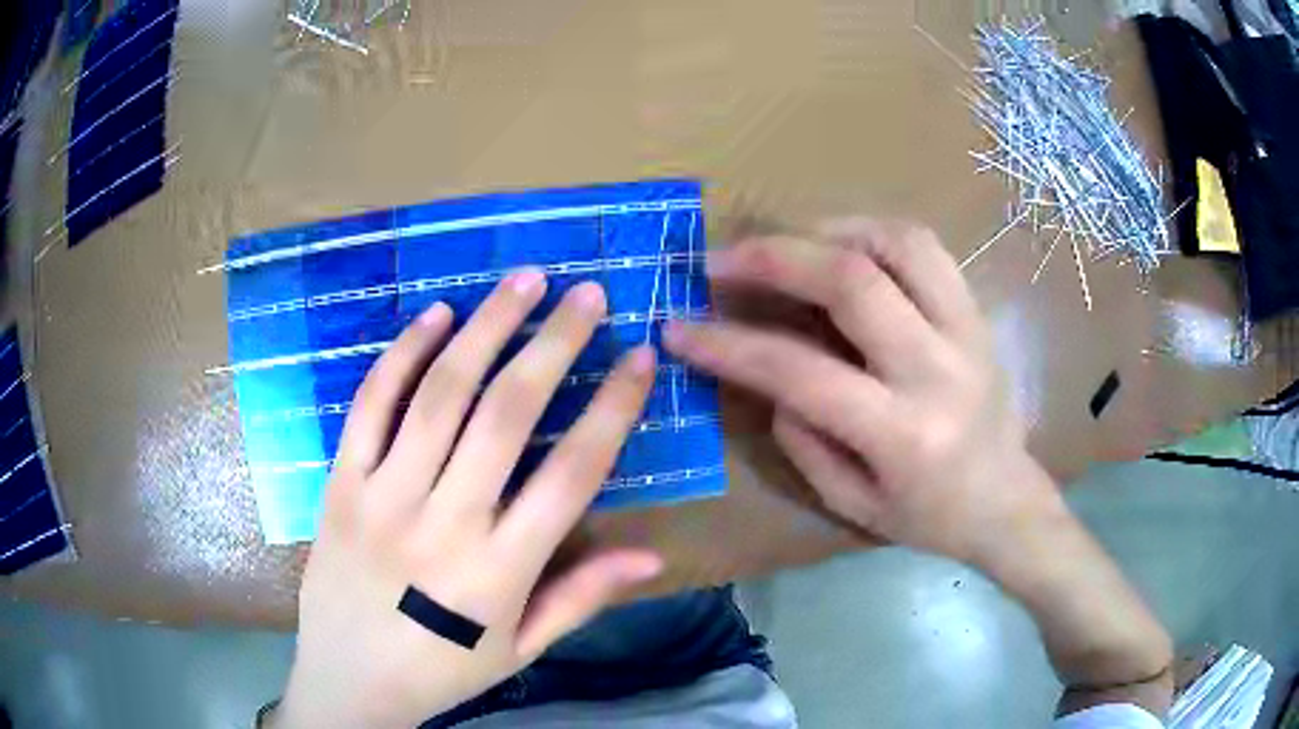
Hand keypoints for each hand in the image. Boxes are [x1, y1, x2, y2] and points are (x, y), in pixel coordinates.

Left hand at [272, 272, 662, 728]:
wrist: (348, 680)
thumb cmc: (442, 670)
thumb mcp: (520, 648)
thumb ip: (582, 595)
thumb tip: (654, 555)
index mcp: (500, 569)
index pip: (573, 472)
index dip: (613, 407)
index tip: (639, 356)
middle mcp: (444, 521)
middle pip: (507, 412)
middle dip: (554, 343)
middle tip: (587, 293)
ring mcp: (384, 495)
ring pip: (440, 393)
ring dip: (486, 327)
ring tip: (524, 280)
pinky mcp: (340, 483)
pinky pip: (371, 404)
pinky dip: (404, 353)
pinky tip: (436, 315)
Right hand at [664, 219, 1059, 566]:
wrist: (1006, 499)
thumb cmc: (930, 517)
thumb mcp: (852, 503)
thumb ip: (802, 438)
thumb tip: (768, 375)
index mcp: (903, 435)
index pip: (800, 371)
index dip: (728, 344)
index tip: (678, 326)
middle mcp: (938, 370)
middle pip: (852, 282)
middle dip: (773, 258)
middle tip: (720, 259)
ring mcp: (966, 330)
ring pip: (896, 243)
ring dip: (827, 230)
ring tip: (786, 246)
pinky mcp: (977, 310)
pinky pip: (925, 246)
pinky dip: (872, 232)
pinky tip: (842, 246)